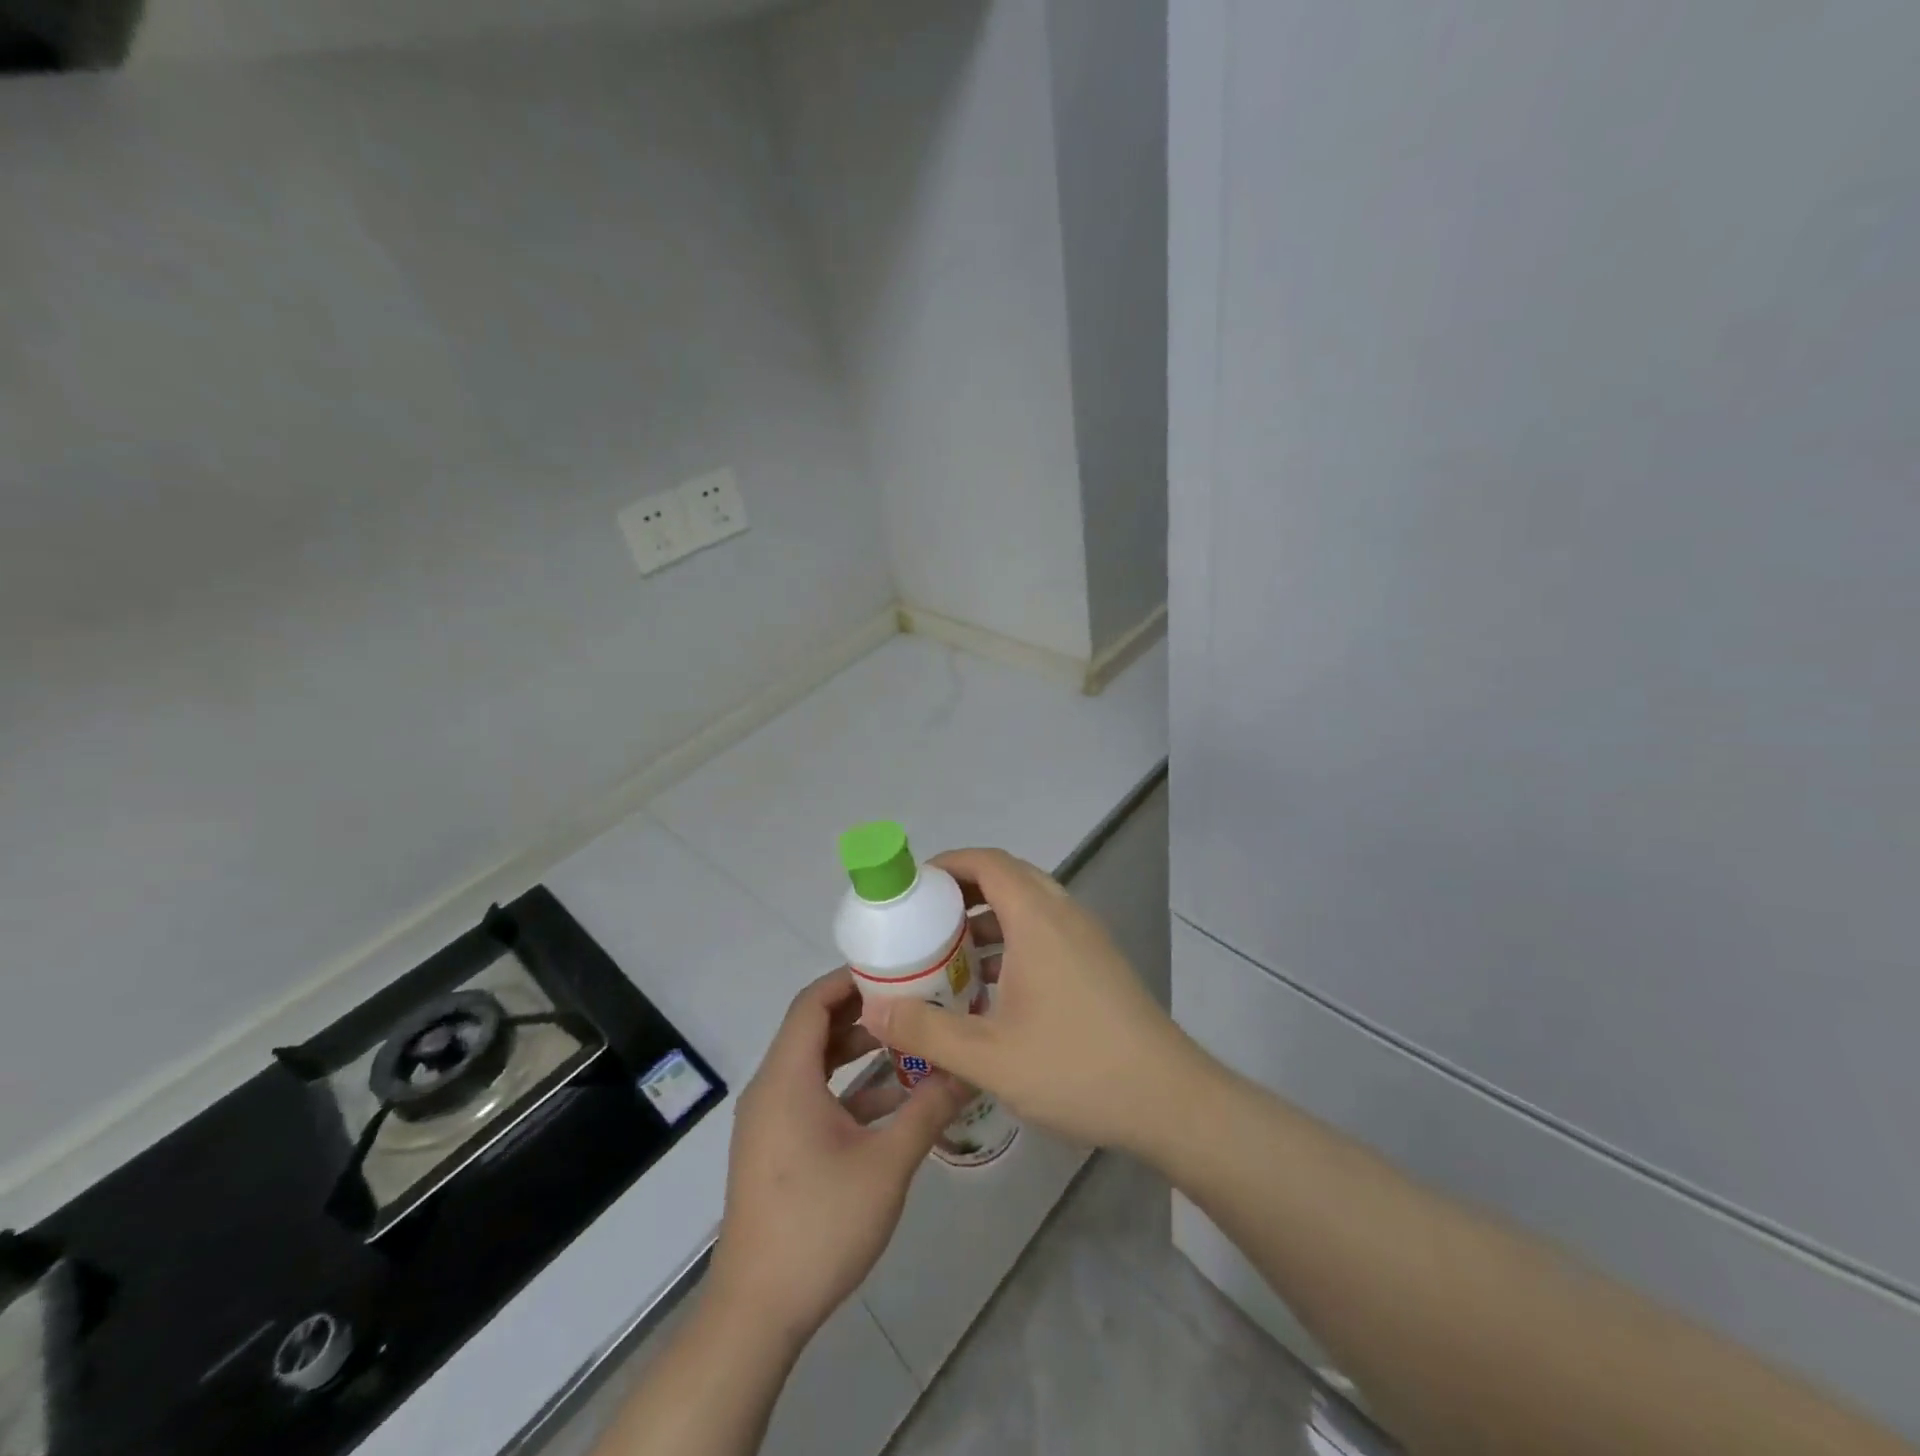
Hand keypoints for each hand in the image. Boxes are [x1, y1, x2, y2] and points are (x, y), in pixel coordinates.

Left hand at [707, 968, 968, 1347]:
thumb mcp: (886, 1164)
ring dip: (858, 1052)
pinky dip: (848, 1089)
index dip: (850, 979)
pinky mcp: (776, 1148)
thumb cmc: (819, 1225)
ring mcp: (771, 1121)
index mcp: (787, 1077)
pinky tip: (893, 1100)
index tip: (895, 969)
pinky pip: (812, 1097)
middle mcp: (772, 1088)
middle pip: (815, 1029)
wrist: (756, 1312)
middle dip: (863, 1012)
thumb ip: (928, 1110)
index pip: (813, 1002)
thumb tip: (969, 1070)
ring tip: (910, 1041)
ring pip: (815, 1066)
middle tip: (914, 1000)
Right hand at [856, 848, 1205, 1153]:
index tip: (913, 886)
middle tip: (926, 921)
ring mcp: (1088, 938)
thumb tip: (875, 1010)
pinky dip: (1015, 942)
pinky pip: (1047, 932)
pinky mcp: (1099, 964)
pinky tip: (995, 991)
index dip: (949, 863)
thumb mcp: (988, 1057)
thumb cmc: (1075, 1067)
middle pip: (1009, 878)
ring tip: (952, 956)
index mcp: (1038, 919)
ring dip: (990, 920)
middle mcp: (1065, 915)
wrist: (1168, 1099)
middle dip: (964, 892)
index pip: (989, 862)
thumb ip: (927, 1031)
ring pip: (1030, 907)